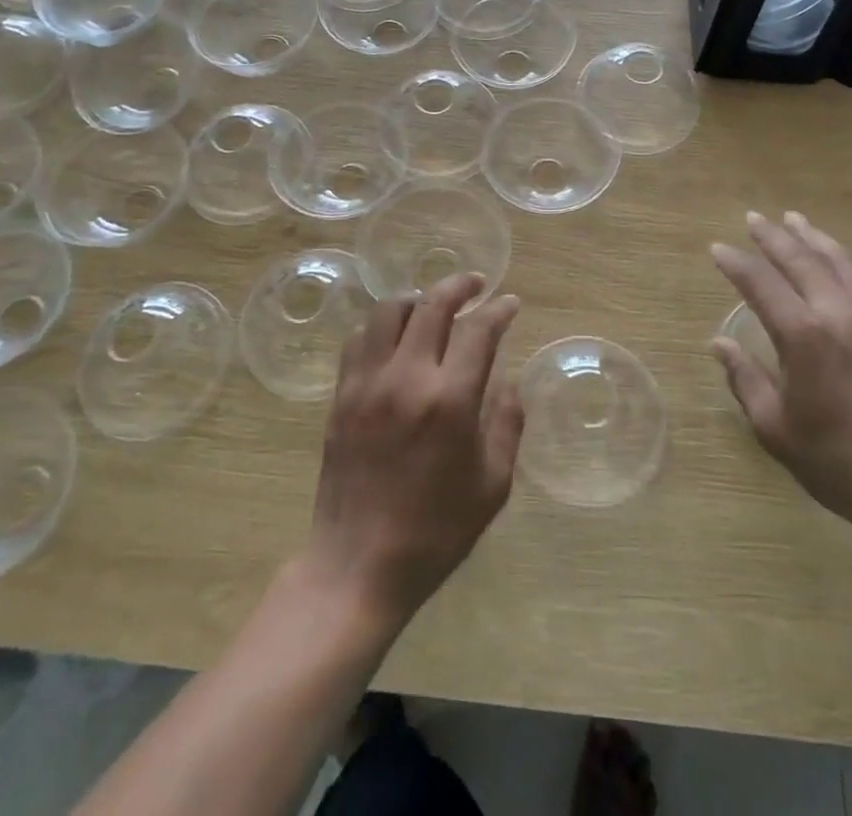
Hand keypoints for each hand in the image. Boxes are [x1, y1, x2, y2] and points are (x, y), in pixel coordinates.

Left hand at [304, 274, 523, 628]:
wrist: (359, 565)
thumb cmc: (436, 532)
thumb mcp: (492, 485)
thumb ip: (507, 424)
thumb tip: (509, 381)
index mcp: (451, 401)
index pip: (479, 330)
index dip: (499, 310)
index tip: (510, 304)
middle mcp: (407, 378)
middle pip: (432, 304)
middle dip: (460, 285)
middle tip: (476, 285)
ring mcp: (368, 383)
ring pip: (389, 311)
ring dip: (417, 299)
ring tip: (433, 306)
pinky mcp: (341, 395)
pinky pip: (358, 339)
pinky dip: (380, 326)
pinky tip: (394, 337)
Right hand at [710, 212, 851, 550]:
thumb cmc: (837, 463)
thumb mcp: (776, 428)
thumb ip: (745, 379)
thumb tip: (721, 343)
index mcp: (803, 337)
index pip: (761, 283)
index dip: (736, 263)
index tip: (717, 249)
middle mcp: (838, 314)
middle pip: (801, 260)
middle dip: (773, 237)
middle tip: (753, 218)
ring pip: (838, 261)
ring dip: (812, 237)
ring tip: (794, 219)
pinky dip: (841, 258)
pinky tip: (834, 258)